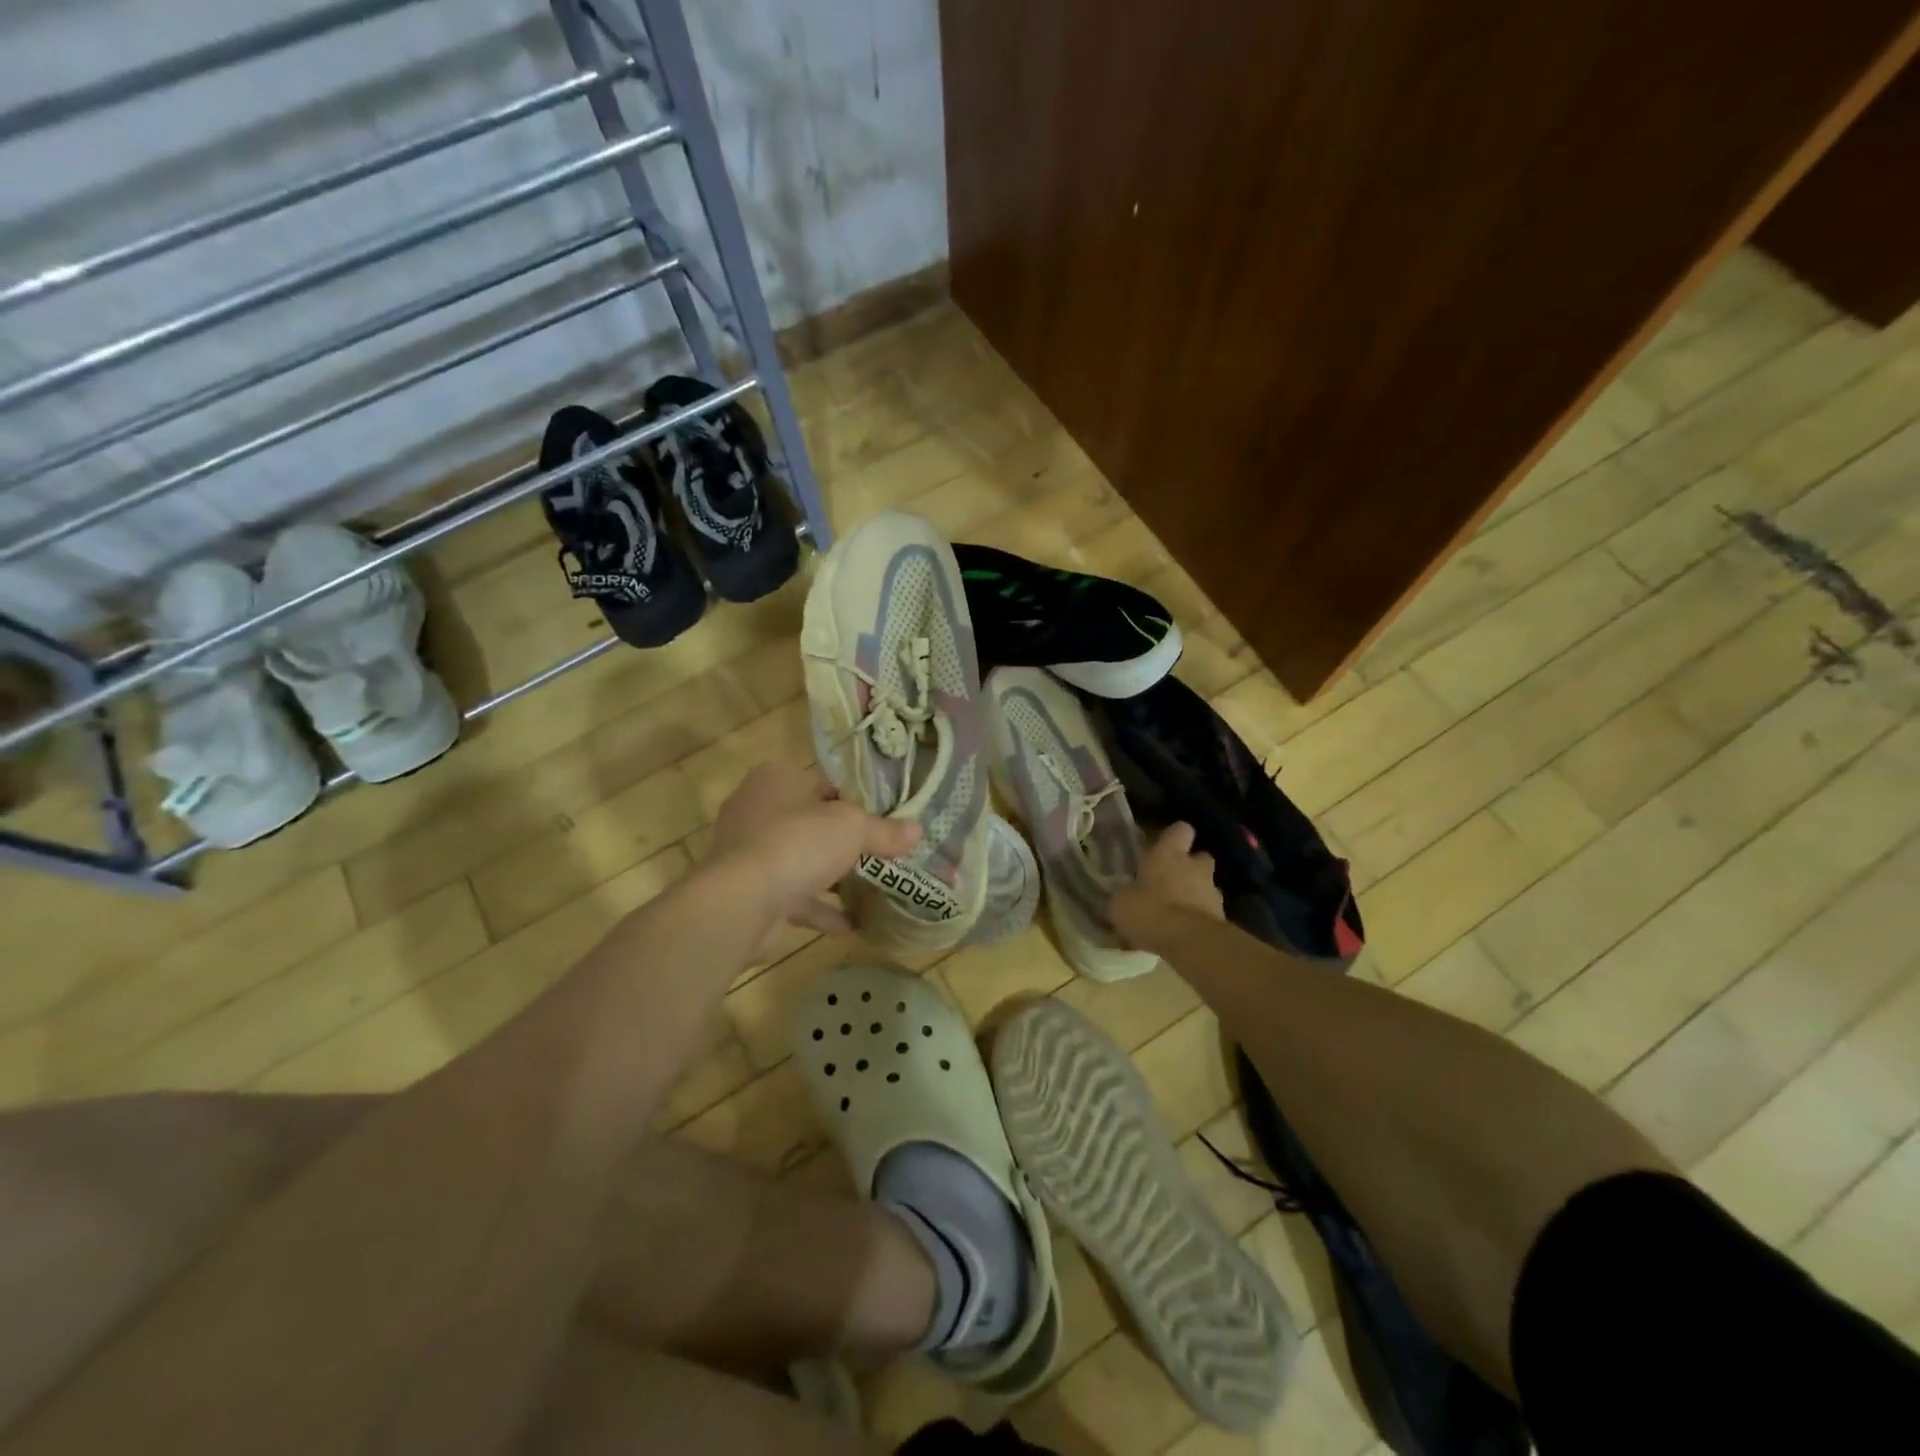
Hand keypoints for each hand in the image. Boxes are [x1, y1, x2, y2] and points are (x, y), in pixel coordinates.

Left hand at [705, 760, 920, 949]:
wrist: (741, 903)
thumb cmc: (797, 843)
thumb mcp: (853, 828)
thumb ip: (884, 830)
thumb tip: (918, 831)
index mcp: (777, 778)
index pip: (825, 782)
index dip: (858, 799)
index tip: (886, 818)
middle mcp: (758, 808)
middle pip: (814, 821)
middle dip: (845, 841)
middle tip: (883, 853)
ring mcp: (750, 852)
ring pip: (802, 859)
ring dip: (833, 876)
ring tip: (873, 888)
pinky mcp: (749, 890)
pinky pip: (794, 895)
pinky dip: (820, 908)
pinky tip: (852, 924)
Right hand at [1111, 823, 1222, 942]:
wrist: (1190, 943)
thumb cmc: (1150, 912)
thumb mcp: (1119, 905)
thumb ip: (1121, 897)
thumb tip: (1119, 899)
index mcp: (1168, 854)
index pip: (1180, 830)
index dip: (1173, 837)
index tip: (1162, 846)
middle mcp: (1194, 866)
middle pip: (1200, 856)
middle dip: (1190, 866)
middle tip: (1171, 880)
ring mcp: (1212, 891)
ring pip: (1207, 885)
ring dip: (1196, 894)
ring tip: (1178, 911)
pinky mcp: (1223, 917)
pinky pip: (1210, 912)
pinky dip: (1200, 918)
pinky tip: (1184, 933)